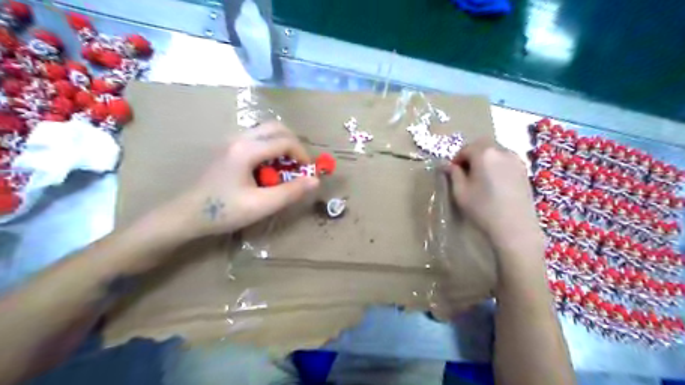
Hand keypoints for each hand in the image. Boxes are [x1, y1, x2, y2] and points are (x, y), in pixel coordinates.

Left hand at [166, 120, 318, 239]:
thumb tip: (316, 180)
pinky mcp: (228, 149)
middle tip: (299, 165)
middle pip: (276, 127)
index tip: (309, 173)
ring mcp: (231, 141)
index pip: (285, 141)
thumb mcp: (261, 205)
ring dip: (281, 145)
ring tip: (286, 168)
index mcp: (247, 150)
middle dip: (294, 144)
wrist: (186, 215)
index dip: (303, 155)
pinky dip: (270, 148)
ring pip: (265, 131)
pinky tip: (268, 170)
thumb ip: (290, 192)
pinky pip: (256, 139)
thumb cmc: (224, 211)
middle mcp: (239, 138)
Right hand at [447, 138, 543, 251]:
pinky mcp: (524, 170)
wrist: (515, 228)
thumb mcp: (460, 192)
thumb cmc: (483, 209)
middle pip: (482, 145)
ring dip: (484, 159)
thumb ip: (453, 174)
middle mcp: (502, 151)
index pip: (465, 149)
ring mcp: (516, 160)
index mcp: (484, 154)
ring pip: (495, 152)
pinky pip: (505, 160)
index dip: (456, 160)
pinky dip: (496, 165)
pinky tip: (494, 183)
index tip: (453, 174)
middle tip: (465, 174)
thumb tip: (446, 165)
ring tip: (480, 179)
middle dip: (471, 156)